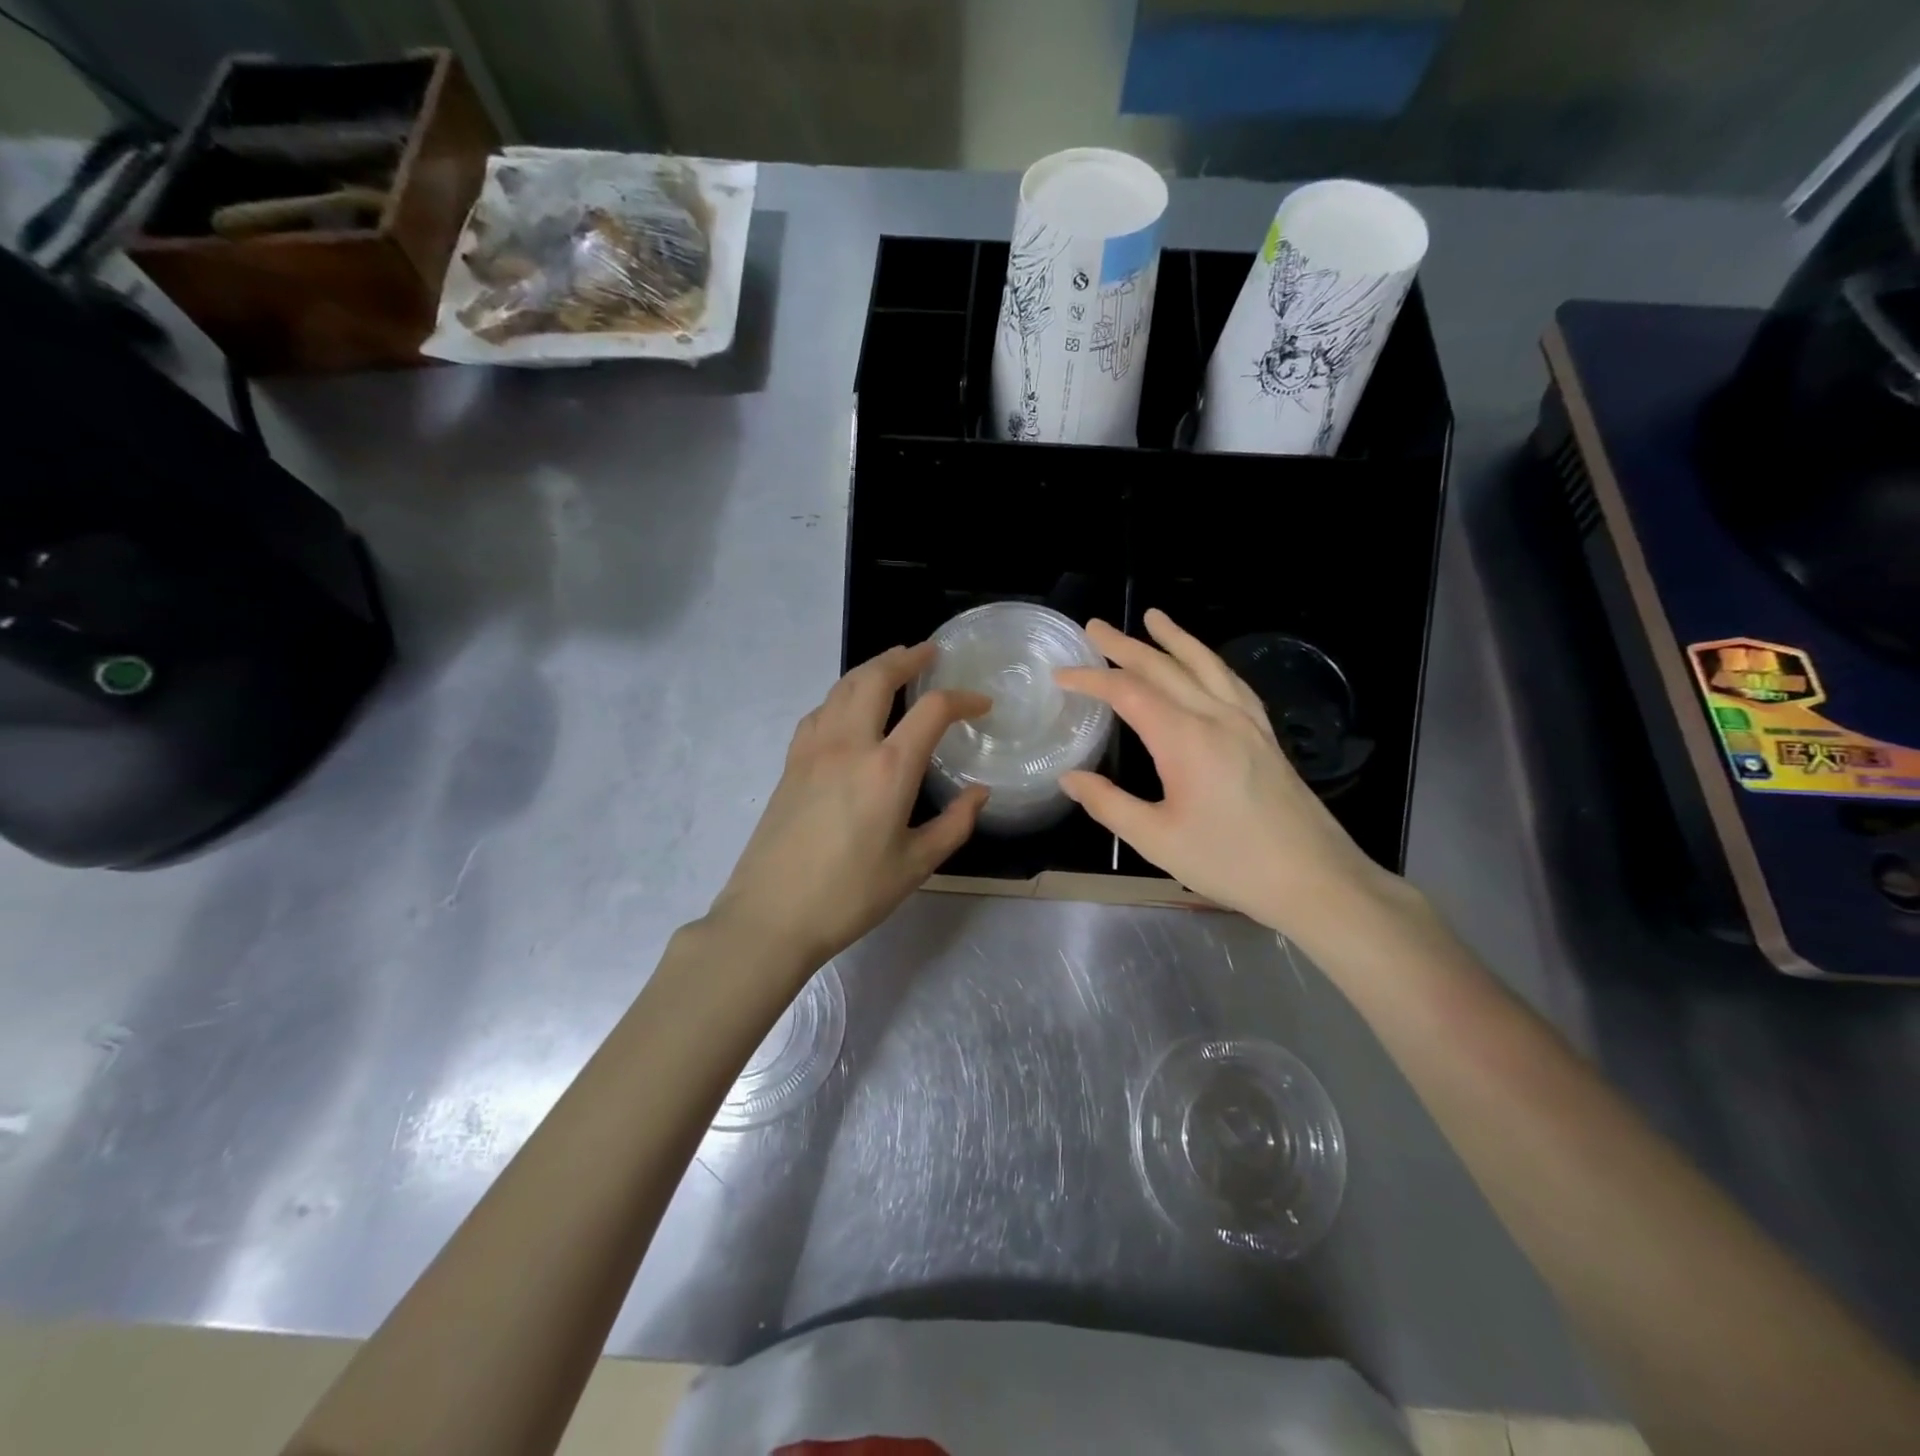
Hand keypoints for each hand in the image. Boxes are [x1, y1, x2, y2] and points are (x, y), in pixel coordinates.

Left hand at [707, 643, 989, 975]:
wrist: (771, 915)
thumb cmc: (850, 895)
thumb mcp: (915, 866)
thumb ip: (954, 824)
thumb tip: (979, 793)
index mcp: (888, 768)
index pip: (932, 710)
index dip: (963, 699)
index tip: (981, 704)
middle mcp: (849, 744)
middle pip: (877, 677)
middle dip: (907, 658)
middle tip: (929, 653)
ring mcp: (813, 748)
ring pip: (843, 687)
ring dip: (872, 669)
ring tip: (892, 666)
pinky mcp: (791, 762)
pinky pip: (820, 710)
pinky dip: (842, 695)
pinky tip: (848, 709)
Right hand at [1055, 609, 1402, 938]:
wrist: (1314, 879)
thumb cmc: (1229, 862)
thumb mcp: (1157, 839)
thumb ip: (1109, 804)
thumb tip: (1069, 778)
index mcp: (1185, 739)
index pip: (1128, 692)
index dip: (1091, 678)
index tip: (1061, 673)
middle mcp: (1216, 717)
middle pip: (1165, 668)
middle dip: (1125, 645)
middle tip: (1095, 626)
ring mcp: (1246, 722)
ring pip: (1204, 665)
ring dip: (1174, 639)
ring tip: (1154, 617)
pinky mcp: (1265, 734)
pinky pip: (1232, 682)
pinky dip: (1209, 661)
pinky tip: (1205, 662)